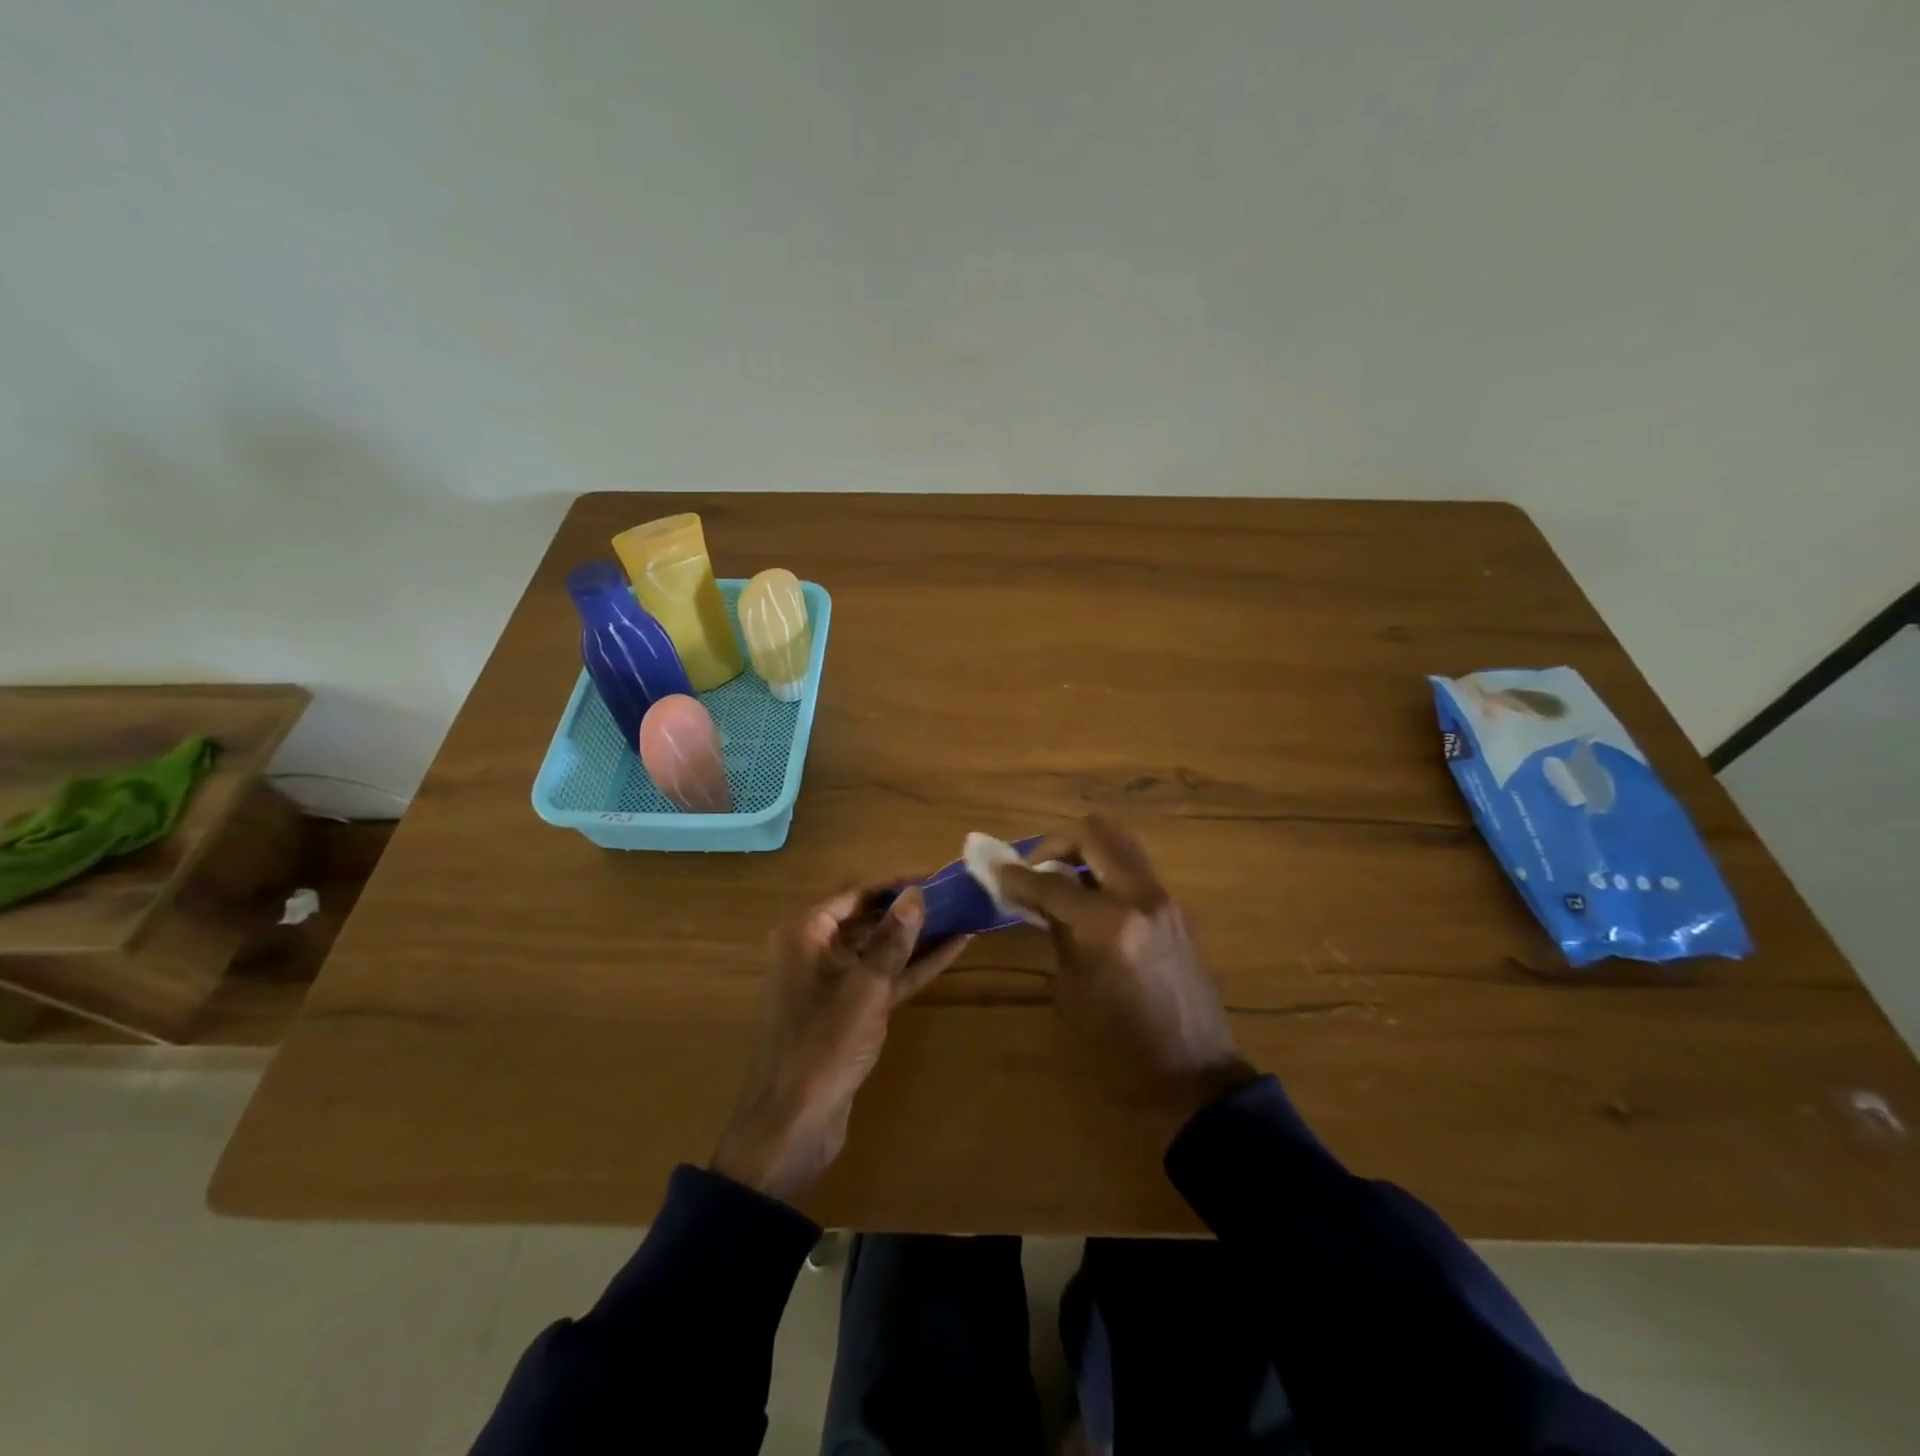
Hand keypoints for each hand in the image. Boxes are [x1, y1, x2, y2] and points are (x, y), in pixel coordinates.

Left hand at [711, 885, 969, 1202]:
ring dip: (917, 937)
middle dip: (911, 909)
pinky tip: (951, 951)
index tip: (937, 875)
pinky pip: (882, 978)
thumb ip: (893, 938)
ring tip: (962, 916)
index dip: (897, 883)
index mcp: (806, 933)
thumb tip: (917, 892)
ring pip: (879, 950)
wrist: (792, 1126)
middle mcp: (814, 950)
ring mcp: (832, 983)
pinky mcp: (848, 1013)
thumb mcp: (865, 986)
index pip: (857, 893)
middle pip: (869, 918)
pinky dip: (912, 967)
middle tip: (956, 894)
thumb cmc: (823, 1044)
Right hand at [996, 816, 1256, 1140]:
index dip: (1016, 875)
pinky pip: (1135, 869)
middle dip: (1056, 842)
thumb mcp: (1073, 990)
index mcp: (1108, 924)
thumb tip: (1038, 898)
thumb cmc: (1120, 1047)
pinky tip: (1090, 900)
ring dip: (1085, 850)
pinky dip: (1106, 870)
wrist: (1194, 1076)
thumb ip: (1057, 931)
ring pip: (1120, 843)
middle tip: (1036, 867)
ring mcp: (1165, 899)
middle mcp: (1140, 897)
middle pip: (1094, 833)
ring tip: (1062, 879)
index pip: (1051, 882)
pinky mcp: (1177, 909)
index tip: (995, 869)